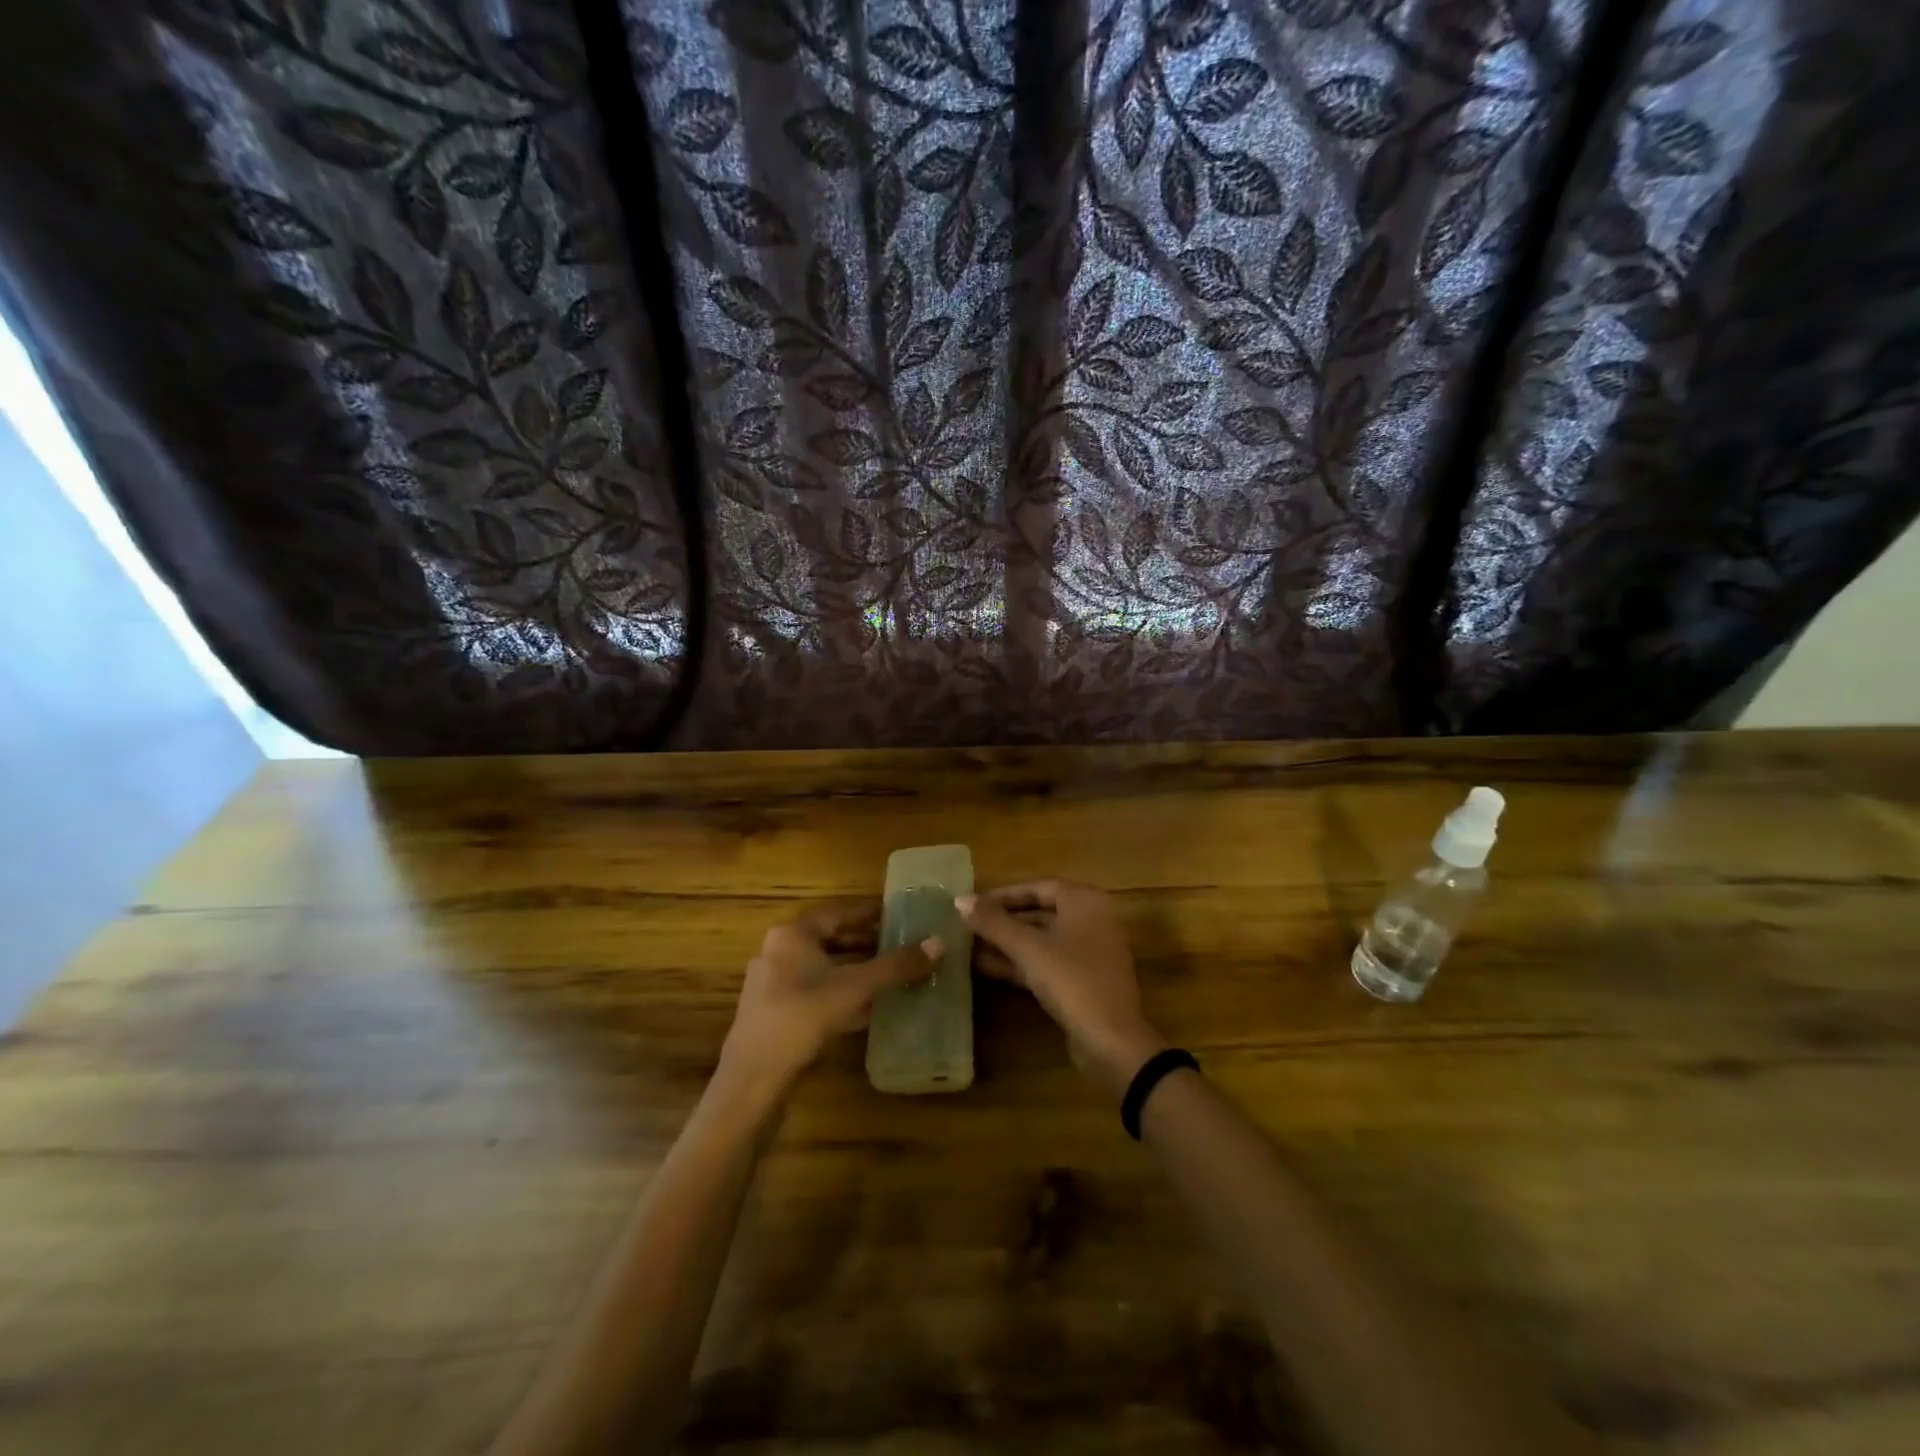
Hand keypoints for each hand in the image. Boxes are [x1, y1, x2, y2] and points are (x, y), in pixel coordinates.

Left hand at [717, 903, 939, 1105]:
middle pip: (830, 939)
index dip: (870, 911)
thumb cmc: (802, 1018)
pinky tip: (865, 1007)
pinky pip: (814, 991)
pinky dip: (840, 992)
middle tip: (900, 943)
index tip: (899, 912)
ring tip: (889, 973)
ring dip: (854, 969)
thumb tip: (939, 943)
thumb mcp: (855, 988)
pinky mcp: (774, 1013)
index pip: (838, 912)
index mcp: (792, 934)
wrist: (752, 1080)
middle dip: (865, 942)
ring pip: (822, 967)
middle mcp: (778, 951)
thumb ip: (896, 965)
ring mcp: (772, 984)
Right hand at [959, 880, 1166, 1099]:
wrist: (1111, 1040)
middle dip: (1003, 921)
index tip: (973, 903)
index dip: (1003, 895)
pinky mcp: (1084, 980)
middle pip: (1040, 912)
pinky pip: (1047, 961)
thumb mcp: (1027, 948)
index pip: (1037, 887)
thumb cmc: (1071, 979)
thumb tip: (960, 900)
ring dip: (1008, 943)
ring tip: (969, 946)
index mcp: (1084, 901)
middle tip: (968, 925)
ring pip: (1042, 939)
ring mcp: (1090, 951)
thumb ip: (993, 922)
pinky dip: (1021, 962)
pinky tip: (987, 967)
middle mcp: (1092, 919)